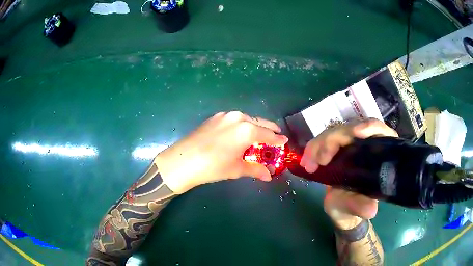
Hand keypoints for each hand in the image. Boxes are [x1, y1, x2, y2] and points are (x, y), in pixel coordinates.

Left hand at [154, 111, 287, 193]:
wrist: (183, 161)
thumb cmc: (213, 167)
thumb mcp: (237, 169)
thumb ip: (255, 169)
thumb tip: (268, 175)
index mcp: (247, 129)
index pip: (269, 134)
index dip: (277, 139)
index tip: (284, 141)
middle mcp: (238, 117)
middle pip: (259, 122)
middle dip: (268, 130)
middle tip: (274, 137)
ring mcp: (225, 115)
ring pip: (246, 119)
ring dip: (254, 127)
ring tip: (257, 137)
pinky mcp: (214, 117)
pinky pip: (234, 120)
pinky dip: (241, 126)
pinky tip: (238, 134)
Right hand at [299, 119, 397, 228]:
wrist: (344, 210)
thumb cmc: (355, 206)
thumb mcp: (357, 208)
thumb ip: (361, 206)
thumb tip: (370, 209)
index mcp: (378, 153)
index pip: (378, 130)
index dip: (369, 126)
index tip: (356, 133)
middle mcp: (365, 143)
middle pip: (351, 128)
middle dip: (333, 140)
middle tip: (320, 161)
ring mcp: (349, 143)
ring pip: (334, 132)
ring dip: (319, 145)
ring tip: (309, 164)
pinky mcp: (335, 147)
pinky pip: (322, 140)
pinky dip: (313, 148)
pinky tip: (306, 161)